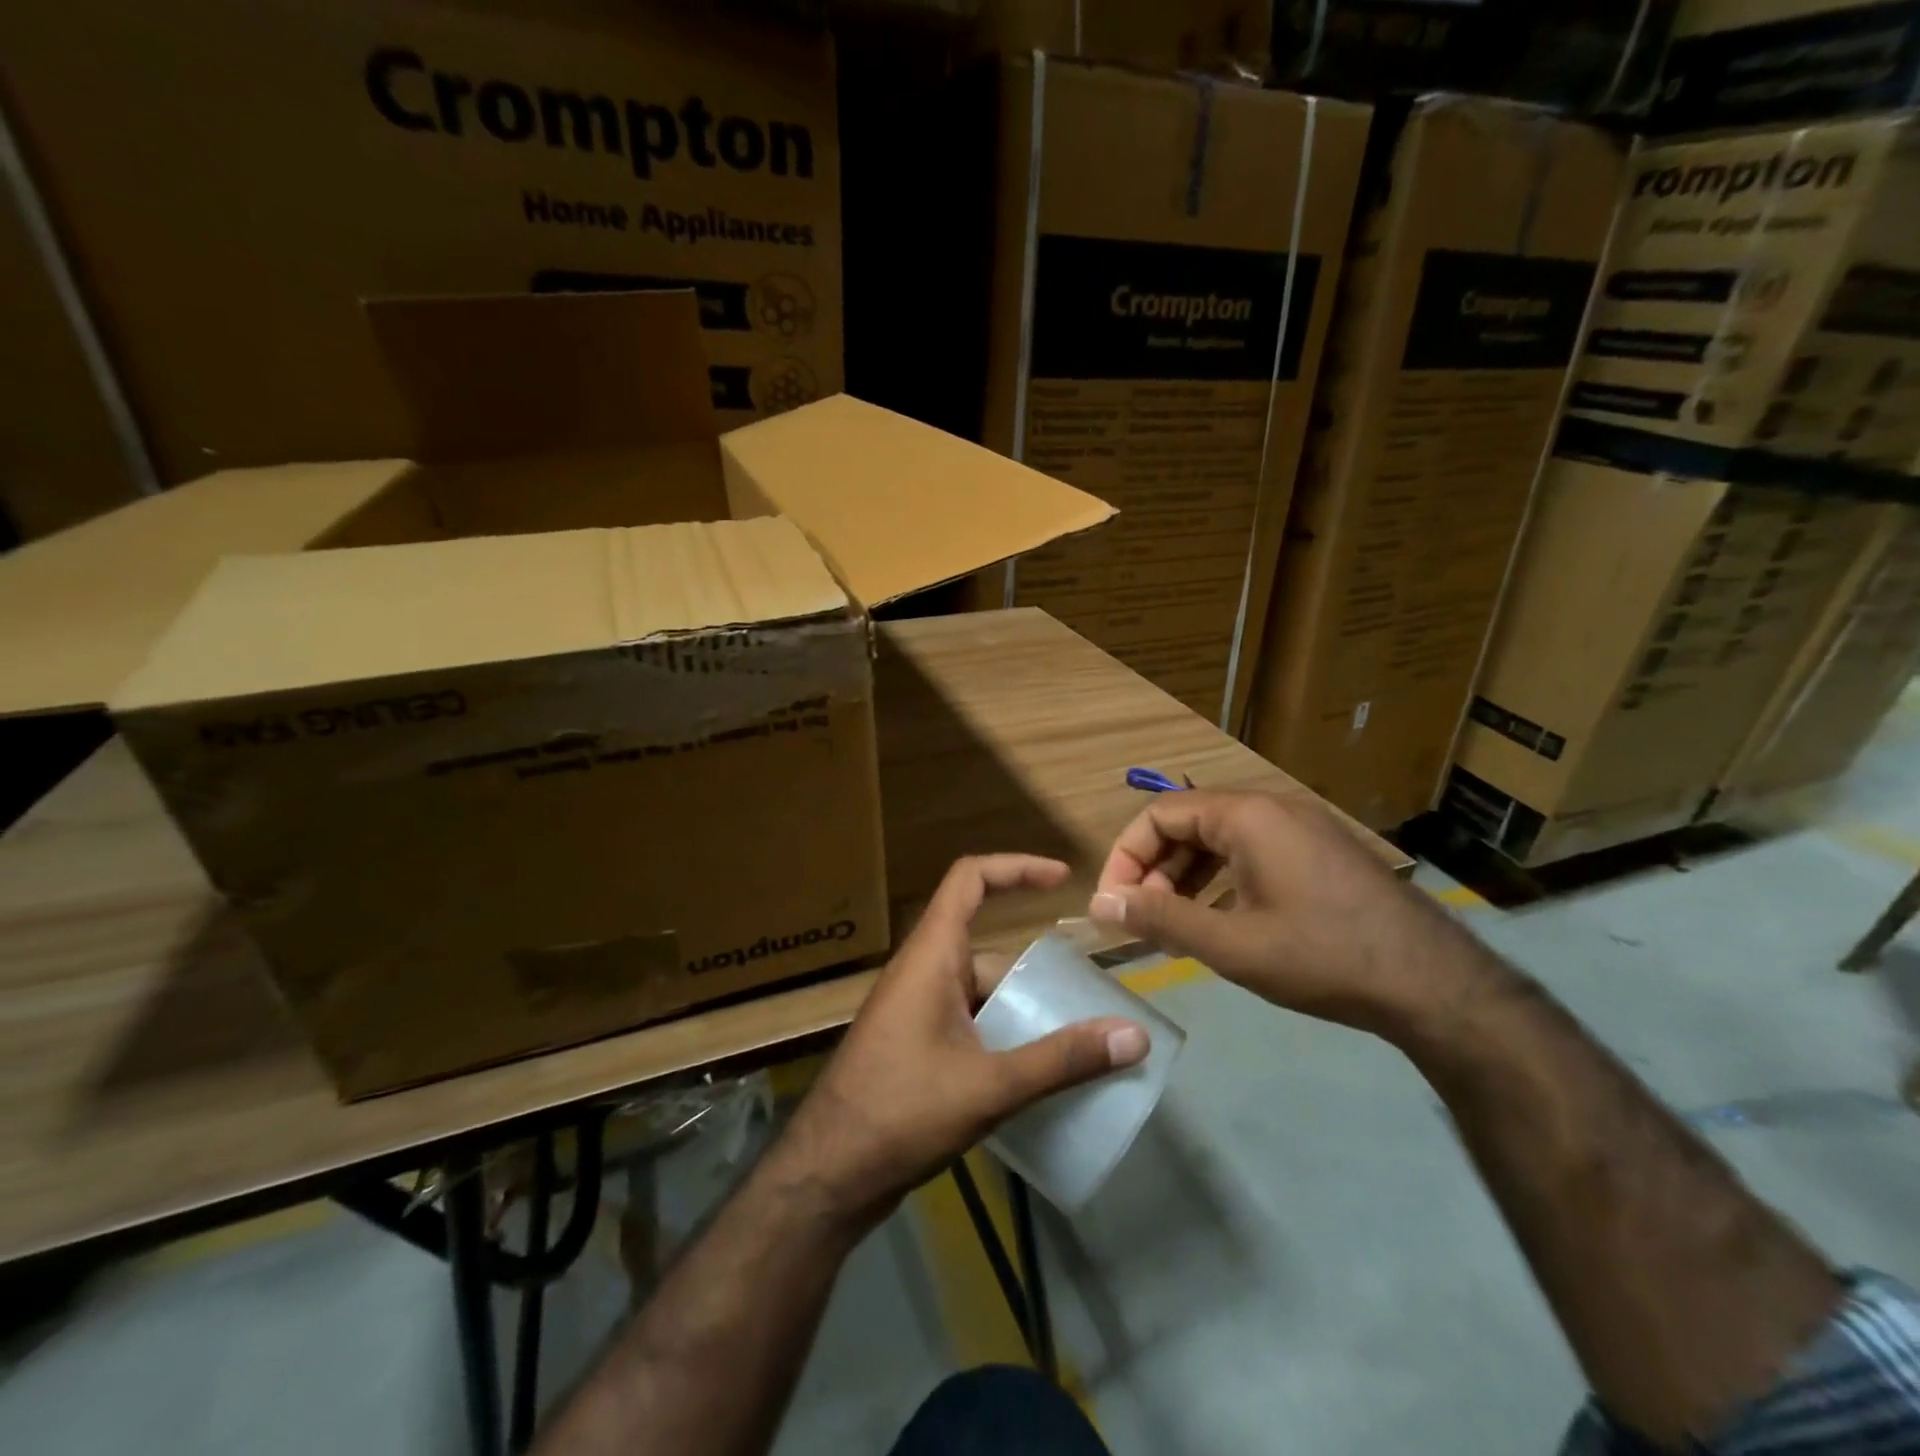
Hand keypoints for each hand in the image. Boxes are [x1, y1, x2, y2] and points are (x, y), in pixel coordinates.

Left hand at [777, 854, 1149, 1230]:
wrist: (828, 1174)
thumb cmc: (901, 1112)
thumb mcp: (989, 1086)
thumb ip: (1061, 1060)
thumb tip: (1135, 1035)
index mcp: (932, 955)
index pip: (970, 879)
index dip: (1016, 867)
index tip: (1062, 878)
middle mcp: (922, 971)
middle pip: (988, 950)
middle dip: (1036, 972)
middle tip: (1087, 1002)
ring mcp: (915, 1009)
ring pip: (980, 992)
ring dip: (1021, 1010)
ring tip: (1074, 1043)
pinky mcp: (914, 1044)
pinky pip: (968, 1021)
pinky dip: (1001, 1035)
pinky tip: (1032, 1074)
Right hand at [1088, 791, 1501, 1041]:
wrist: (1434, 984)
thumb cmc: (1323, 957)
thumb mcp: (1232, 945)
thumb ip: (1161, 920)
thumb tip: (1101, 906)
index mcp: (1245, 816)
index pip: (1159, 815)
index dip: (1126, 857)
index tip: (1113, 904)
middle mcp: (1270, 808)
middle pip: (1187, 824)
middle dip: (1154, 870)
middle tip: (1141, 920)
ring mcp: (1298, 828)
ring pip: (1218, 840)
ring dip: (1184, 878)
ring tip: (1171, 926)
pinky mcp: (1317, 852)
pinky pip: (1249, 853)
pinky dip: (1220, 881)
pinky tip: (1216, 921)